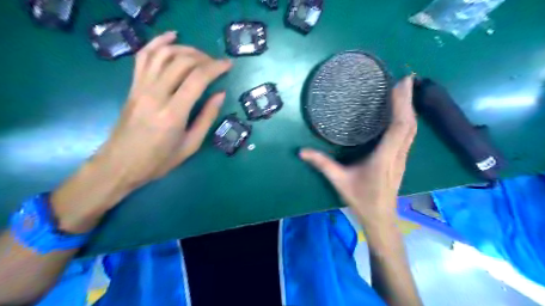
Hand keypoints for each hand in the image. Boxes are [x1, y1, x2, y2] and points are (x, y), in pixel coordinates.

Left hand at [96, 31, 231, 192]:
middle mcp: (155, 94)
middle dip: (204, 58)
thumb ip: (207, 118)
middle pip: (182, 62)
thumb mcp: (190, 145)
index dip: (216, 67)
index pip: (197, 79)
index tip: (228, 65)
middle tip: (216, 64)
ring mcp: (141, 87)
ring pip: (163, 54)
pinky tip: (172, 36)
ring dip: (185, 49)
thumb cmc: (159, 160)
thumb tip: (220, 94)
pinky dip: (158, 42)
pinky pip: (144, 56)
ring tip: (200, 55)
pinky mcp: (133, 86)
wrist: (120, 164)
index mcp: (173, 113)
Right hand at [300, 76, 414, 226]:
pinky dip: (407, 120)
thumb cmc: (361, 200)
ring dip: (410, 109)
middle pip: (409, 124)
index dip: (401, 105)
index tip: (401, 85)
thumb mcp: (339, 181)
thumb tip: (302, 151)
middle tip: (405, 80)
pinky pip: (408, 135)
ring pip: (411, 130)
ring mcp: (402, 157)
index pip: (398, 127)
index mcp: (384, 157)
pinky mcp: (401, 160)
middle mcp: (397, 154)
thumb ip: (322, 164)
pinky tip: (403, 114)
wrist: (381, 218)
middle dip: (408, 101)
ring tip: (405, 92)